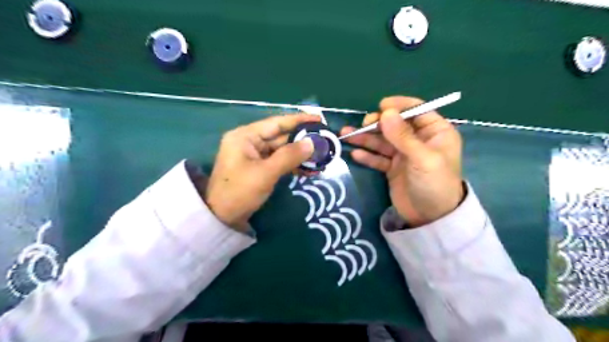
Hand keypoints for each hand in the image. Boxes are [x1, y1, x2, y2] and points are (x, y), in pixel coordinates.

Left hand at [204, 113, 318, 229]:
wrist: (221, 218)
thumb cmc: (240, 192)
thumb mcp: (266, 173)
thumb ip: (289, 156)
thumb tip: (312, 142)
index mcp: (245, 136)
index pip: (276, 123)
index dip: (299, 120)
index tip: (319, 119)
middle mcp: (249, 141)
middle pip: (280, 136)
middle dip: (302, 140)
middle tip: (325, 142)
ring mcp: (253, 155)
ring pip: (281, 150)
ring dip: (299, 155)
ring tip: (321, 157)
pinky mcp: (258, 168)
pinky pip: (278, 161)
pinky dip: (292, 164)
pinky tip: (308, 169)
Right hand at [341, 97, 464, 226]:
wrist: (431, 218)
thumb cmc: (434, 184)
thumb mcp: (423, 158)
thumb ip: (403, 136)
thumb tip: (385, 113)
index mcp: (435, 132)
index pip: (417, 111)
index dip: (399, 106)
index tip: (381, 107)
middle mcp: (419, 140)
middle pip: (395, 125)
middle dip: (377, 124)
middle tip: (363, 125)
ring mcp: (404, 155)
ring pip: (383, 141)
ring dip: (366, 138)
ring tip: (346, 136)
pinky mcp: (393, 168)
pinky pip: (378, 158)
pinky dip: (367, 156)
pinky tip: (355, 154)